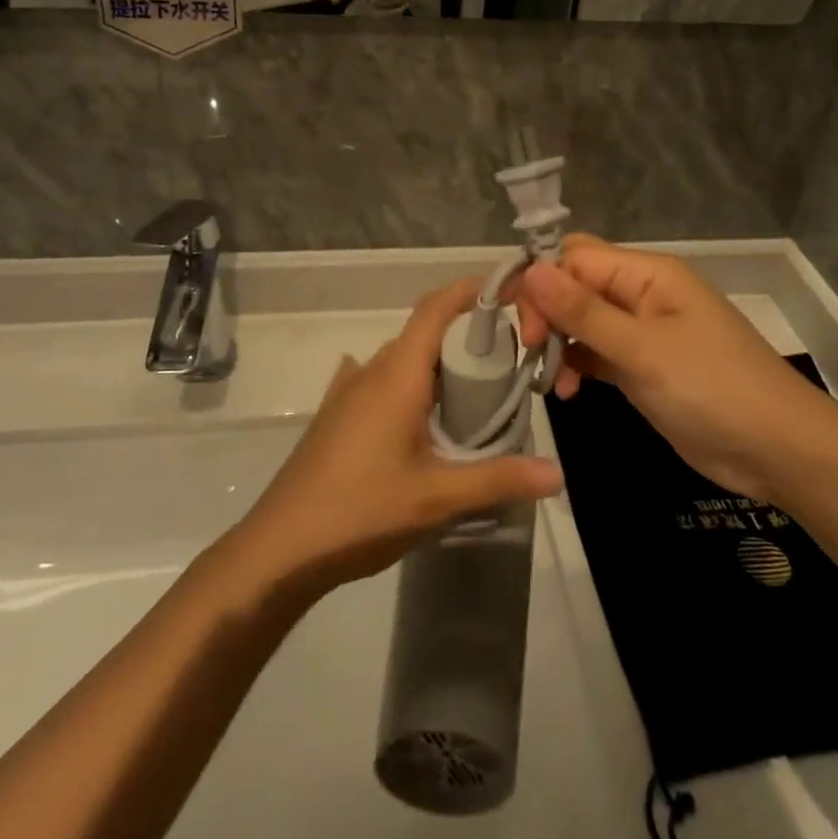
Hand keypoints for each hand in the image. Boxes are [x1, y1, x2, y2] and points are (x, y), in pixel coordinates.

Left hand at [238, 279, 562, 591]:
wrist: (280, 547)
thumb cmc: (362, 510)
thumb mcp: (438, 497)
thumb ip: (498, 478)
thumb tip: (557, 473)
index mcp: (397, 374)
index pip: (435, 309)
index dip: (469, 291)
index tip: (506, 291)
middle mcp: (371, 371)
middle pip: (422, 335)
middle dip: (463, 340)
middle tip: (505, 368)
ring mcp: (347, 392)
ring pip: (400, 361)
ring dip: (434, 368)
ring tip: (469, 398)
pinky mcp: (334, 416)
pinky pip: (376, 382)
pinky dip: (404, 385)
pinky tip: (413, 411)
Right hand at [516, 236, 829, 501]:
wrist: (779, 450)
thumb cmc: (713, 389)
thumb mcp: (643, 350)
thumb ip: (584, 312)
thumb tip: (530, 269)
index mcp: (646, 274)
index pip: (575, 258)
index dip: (542, 283)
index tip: (526, 328)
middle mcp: (640, 294)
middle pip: (575, 284)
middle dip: (547, 312)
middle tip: (534, 352)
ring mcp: (641, 331)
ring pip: (581, 320)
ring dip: (558, 343)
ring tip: (550, 382)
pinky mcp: (641, 367)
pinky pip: (595, 352)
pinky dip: (575, 365)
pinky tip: (568, 390)